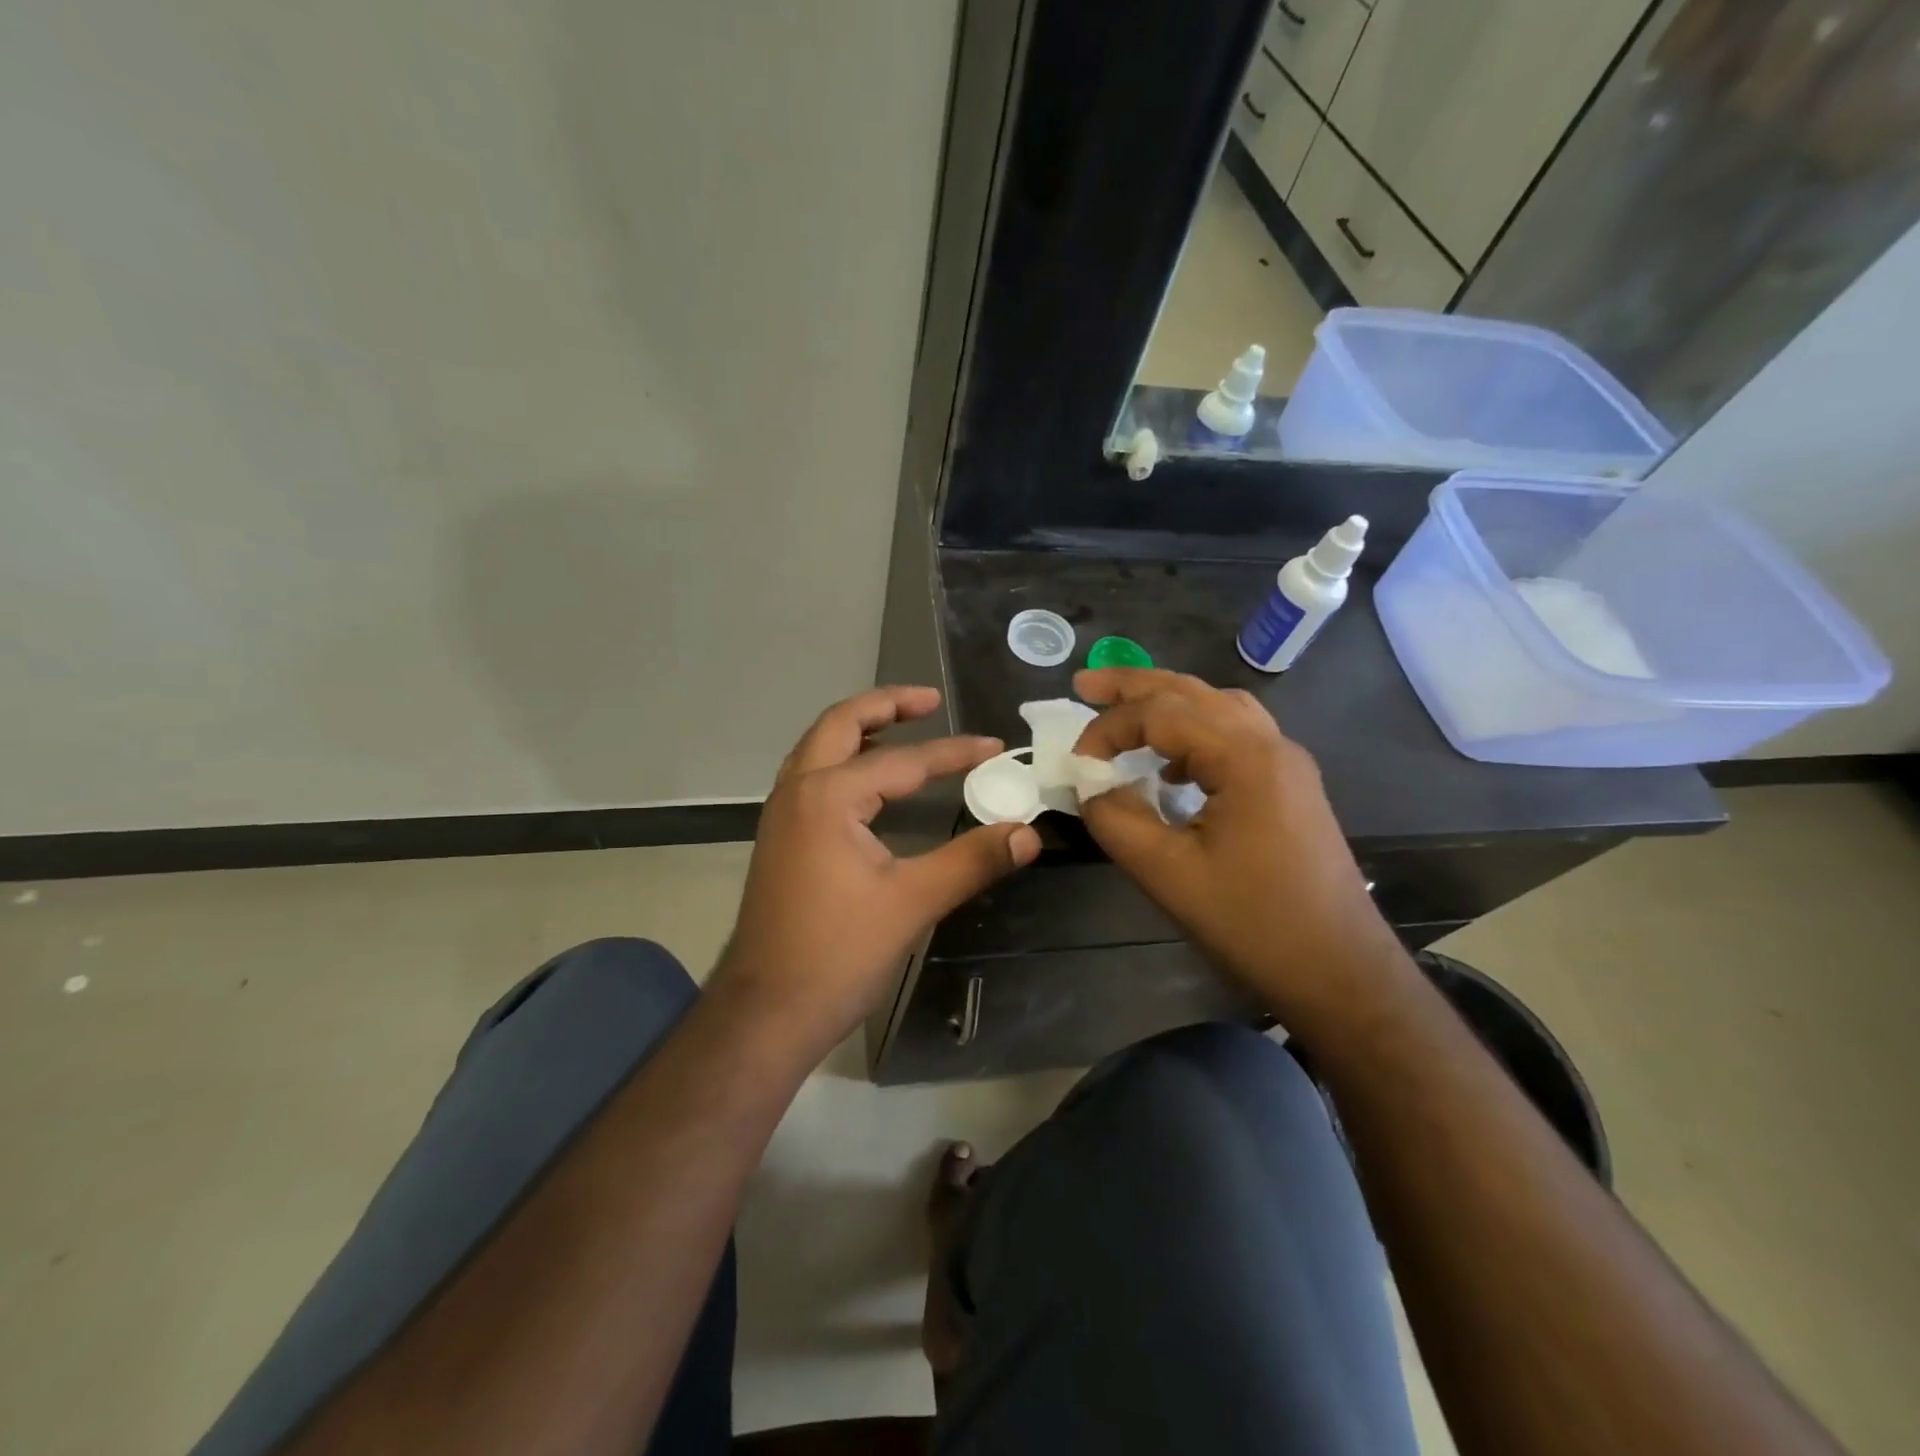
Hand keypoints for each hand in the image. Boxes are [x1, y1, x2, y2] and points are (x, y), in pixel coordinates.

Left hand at [713, 686, 1041, 1057]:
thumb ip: (972, 861)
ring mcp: (781, 814)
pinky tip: (872, 784)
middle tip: (930, 701)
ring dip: (860, 730)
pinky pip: (812, 776)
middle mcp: (797, 791)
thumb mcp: (913, 903)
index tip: (994, 747)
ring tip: (904, 729)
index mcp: (827, 796)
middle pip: (840, 724)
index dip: (954, 754)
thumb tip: (1028, 833)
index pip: (904, 761)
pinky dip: (845, 761)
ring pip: (819, 748)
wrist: (765, 1012)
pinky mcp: (780, 838)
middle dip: (886, 706)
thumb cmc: (838, 954)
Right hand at [1072, 668, 1407, 1034]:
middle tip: (1084, 683)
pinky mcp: (1290, 787)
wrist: (1341, 973)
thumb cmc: (1253, 924)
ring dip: (1167, 703)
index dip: (1109, 728)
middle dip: (1134, 686)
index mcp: (1245, 756)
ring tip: (1124, 712)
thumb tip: (1090, 785)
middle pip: (1193, 691)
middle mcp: (1271, 744)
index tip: (1076, 761)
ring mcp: (1286, 764)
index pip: (1161, 712)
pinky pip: (1235, 736)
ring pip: (1219, 708)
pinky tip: (1171, 768)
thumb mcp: (1167, 874)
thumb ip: (1116, 818)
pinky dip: (1193, 734)